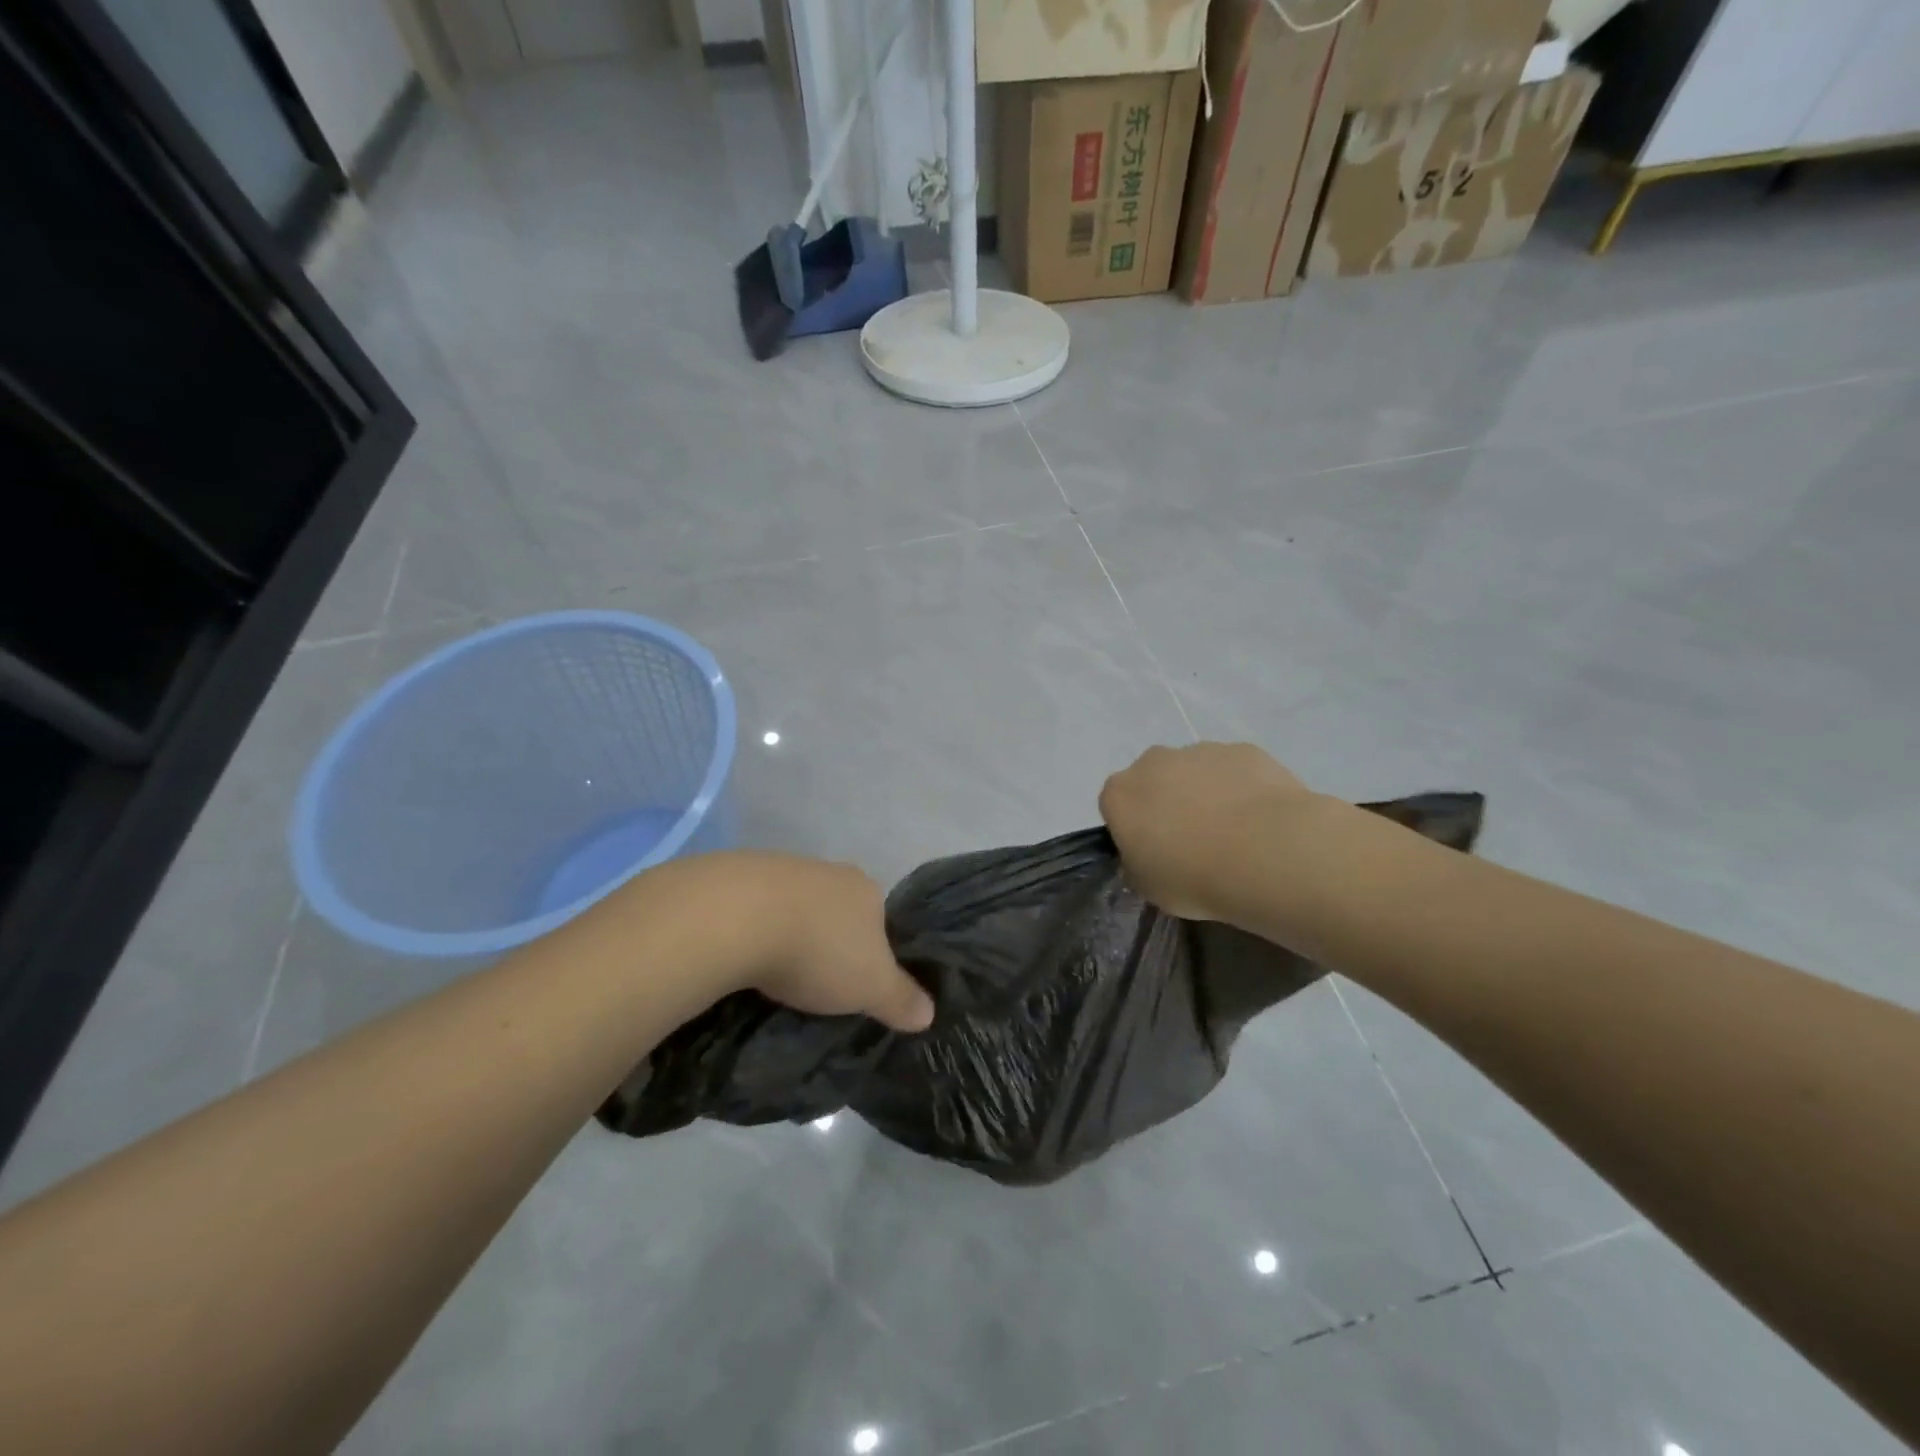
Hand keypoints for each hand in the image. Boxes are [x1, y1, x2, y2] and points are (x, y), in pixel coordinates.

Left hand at [716, 853, 935, 1032]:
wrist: (737, 916)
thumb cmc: (818, 951)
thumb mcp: (871, 987)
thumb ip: (900, 999)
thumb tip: (929, 1014)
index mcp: (866, 889)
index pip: (880, 919)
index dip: (872, 950)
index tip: (856, 981)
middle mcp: (828, 870)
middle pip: (836, 910)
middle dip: (828, 940)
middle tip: (816, 981)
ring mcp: (781, 868)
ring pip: (794, 906)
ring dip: (788, 933)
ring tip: (774, 974)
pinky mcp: (736, 875)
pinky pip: (754, 908)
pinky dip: (753, 928)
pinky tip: (742, 955)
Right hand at [1100, 743, 1319, 920]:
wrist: (1266, 854)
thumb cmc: (1193, 877)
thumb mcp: (1148, 887)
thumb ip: (1138, 864)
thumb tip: (1147, 855)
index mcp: (1120, 794)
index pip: (1115, 806)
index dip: (1134, 829)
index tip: (1154, 852)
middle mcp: (1153, 762)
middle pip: (1154, 780)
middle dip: (1168, 802)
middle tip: (1193, 841)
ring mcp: (1200, 751)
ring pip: (1196, 771)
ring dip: (1206, 793)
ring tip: (1235, 833)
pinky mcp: (1243, 750)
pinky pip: (1235, 770)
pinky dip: (1242, 788)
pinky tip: (1262, 820)